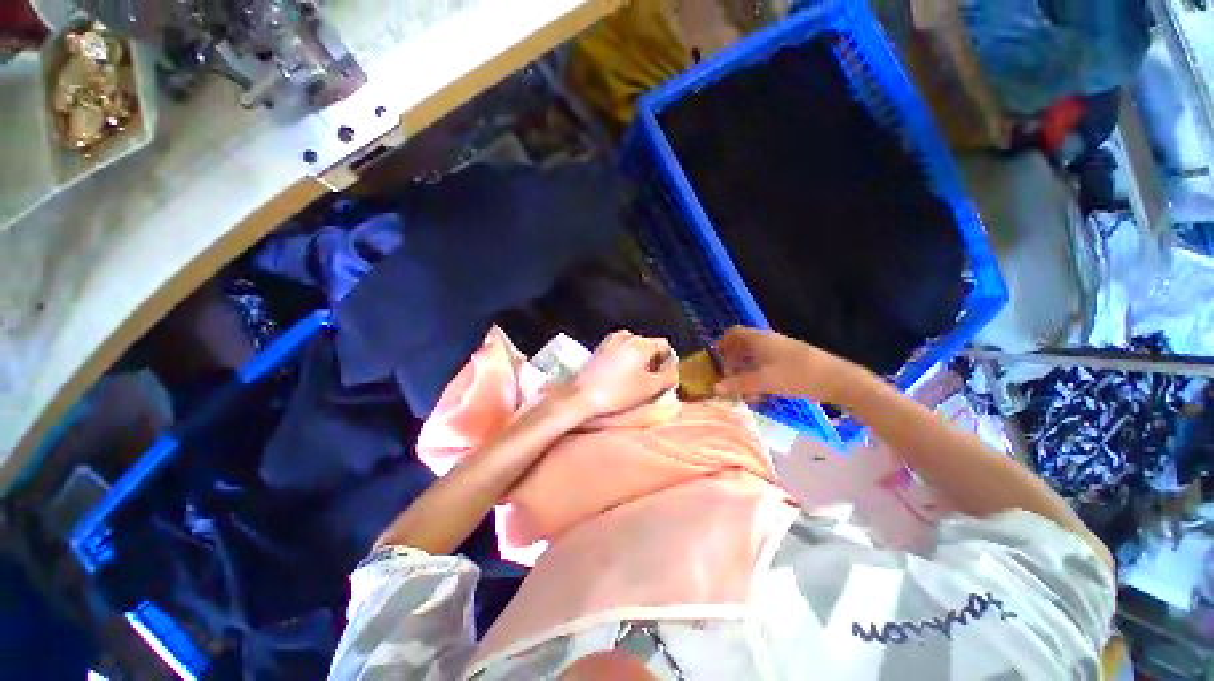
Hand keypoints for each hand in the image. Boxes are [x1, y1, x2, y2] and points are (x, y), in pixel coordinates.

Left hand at [567, 330, 676, 419]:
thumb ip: (668, 377)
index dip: (669, 361)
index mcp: (641, 343)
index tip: (666, 377)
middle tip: (652, 381)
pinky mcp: (600, 348)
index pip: (664, 346)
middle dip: (654, 361)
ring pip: (634, 348)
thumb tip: (674, 372)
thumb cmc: (617, 392)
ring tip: (636, 380)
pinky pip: (621, 350)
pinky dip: (626, 360)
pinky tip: (622, 376)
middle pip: (649, 346)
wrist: (581, 395)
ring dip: (640, 361)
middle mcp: (626, 335)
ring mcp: (611, 340)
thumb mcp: (649, 388)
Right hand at [714, 326, 859, 403]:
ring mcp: (780, 350)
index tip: (716, 361)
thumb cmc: (796, 375)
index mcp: (758, 339)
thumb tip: (715, 387)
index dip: (722, 344)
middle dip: (732, 362)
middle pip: (742, 346)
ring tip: (745, 393)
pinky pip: (766, 365)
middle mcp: (767, 340)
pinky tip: (762, 394)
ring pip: (754, 358)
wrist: (837, 379)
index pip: (733, 333)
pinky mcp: (790, 360)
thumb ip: (738, 384)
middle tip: (728, 379)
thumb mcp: (763, 381)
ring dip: (746, 373)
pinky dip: (759, 376)